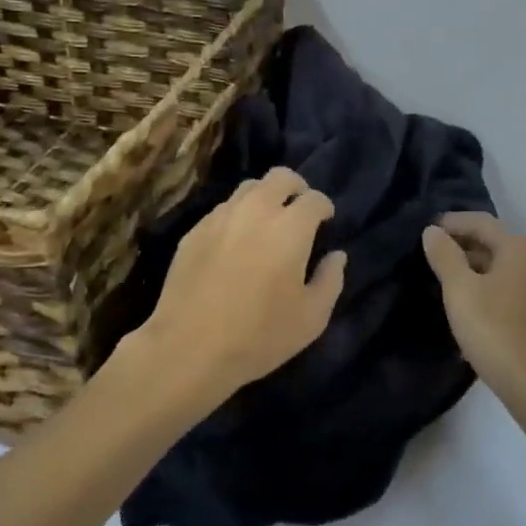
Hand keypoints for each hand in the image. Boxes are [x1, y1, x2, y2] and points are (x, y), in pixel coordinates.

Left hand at [133, 166, 345, 412]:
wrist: (188, 348)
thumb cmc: (259, 336)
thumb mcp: (311, 318)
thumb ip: (330, 280)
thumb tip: (336, 256)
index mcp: (290, 227)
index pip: (314, 198)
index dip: (324, 206)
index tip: (326, 220)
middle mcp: (256, 210)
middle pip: (280, 176)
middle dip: (296, 187)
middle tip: (299, 209)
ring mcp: (221, 217)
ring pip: (248, 188)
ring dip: (265, 197)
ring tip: (268, 221)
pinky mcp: (194, 231)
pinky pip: (223, 209)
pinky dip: (238, 215)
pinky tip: (237, 241)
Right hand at [422, 213, 525, 407]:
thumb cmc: (496, 330)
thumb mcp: (460, 290)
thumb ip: (444, 256)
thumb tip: (432, 232)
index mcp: (520, 248)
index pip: (481, 223)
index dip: (452, 223)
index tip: (426, 230)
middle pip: (494, 243)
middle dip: (462, 246)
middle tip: (431, 255)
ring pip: (502, 268)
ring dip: (473, 269)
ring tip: (444, 280)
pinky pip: (510, 288)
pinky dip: (487, 288)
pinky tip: (468, 305)